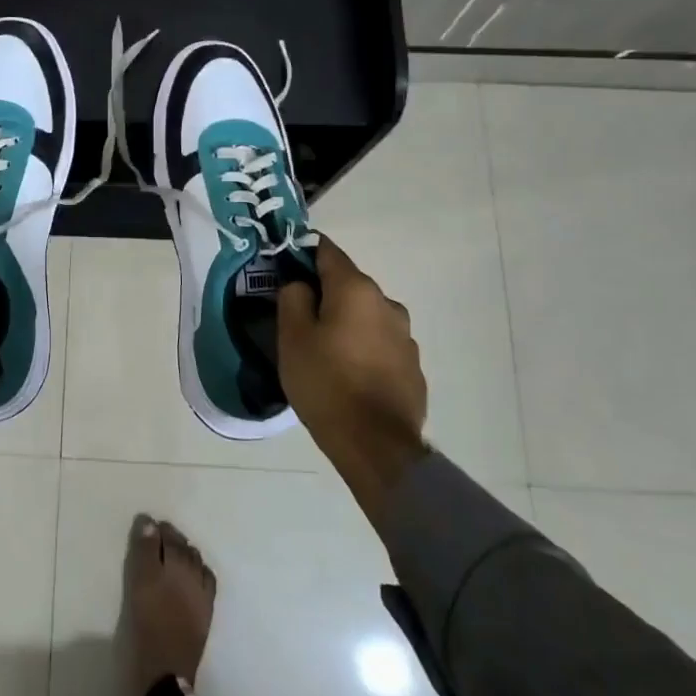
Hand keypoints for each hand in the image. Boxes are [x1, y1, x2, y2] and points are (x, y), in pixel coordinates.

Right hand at [278, 236, 427, 494]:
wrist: (376, 445)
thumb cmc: (326, 382)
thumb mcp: (292, 337)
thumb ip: (292, 297)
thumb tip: (301, 284)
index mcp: (356, 289)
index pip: (327, 251)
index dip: (302, 252)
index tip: (284, 266)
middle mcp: (387, 303)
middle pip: (348, 284)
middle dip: (323, 293)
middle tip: (297, 316)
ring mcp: (405, 336)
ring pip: (365, 315)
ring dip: (345, 322)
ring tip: (323, 350)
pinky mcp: (412, 366)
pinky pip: (379, 343)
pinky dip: (362, 347)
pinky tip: (347, 373)